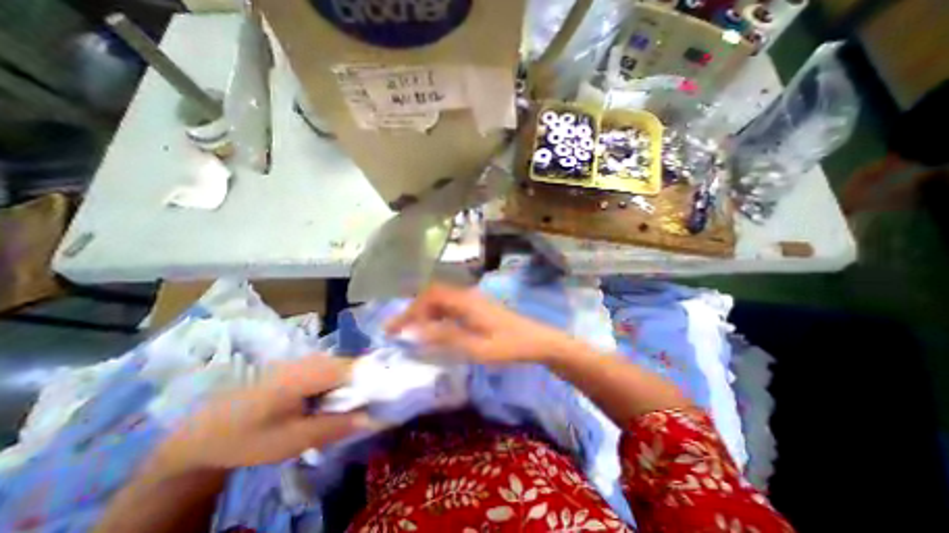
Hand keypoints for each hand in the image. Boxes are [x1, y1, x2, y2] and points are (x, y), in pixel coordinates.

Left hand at [149, 354, 373, 473]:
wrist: (202, 433)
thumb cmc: (247, 437)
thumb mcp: (291, 441)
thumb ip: (335, 427)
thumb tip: (374, 419)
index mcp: (311, 372)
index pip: (358, 368)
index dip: (375, 381)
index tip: (385, 400)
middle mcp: (313, 358)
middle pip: (354, 365)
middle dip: (365, 386)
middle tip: (368, 410)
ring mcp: (308, 360)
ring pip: (345, 367)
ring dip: (352, 387)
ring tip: (353, 408)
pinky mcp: (303, 366)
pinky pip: (333, 370)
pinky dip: (340, 385)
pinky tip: (333, 403)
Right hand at [385, 283, 578, 365]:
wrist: (537, 340)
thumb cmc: (509, 346)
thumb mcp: (477, 348)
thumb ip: (447, 338)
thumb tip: (417, 332)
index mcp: (465, 302)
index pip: (429, 297)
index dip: (409, 310)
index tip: (393, 329)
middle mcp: (467, 296)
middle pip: (433, 295)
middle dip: (414, 311)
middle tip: (399, 331)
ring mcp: (473, 300)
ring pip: (442, 300)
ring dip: (426, 314)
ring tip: (413, 333)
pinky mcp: (478, 307)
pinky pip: (451, 306)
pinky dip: (438, 316)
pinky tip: (437, 330)